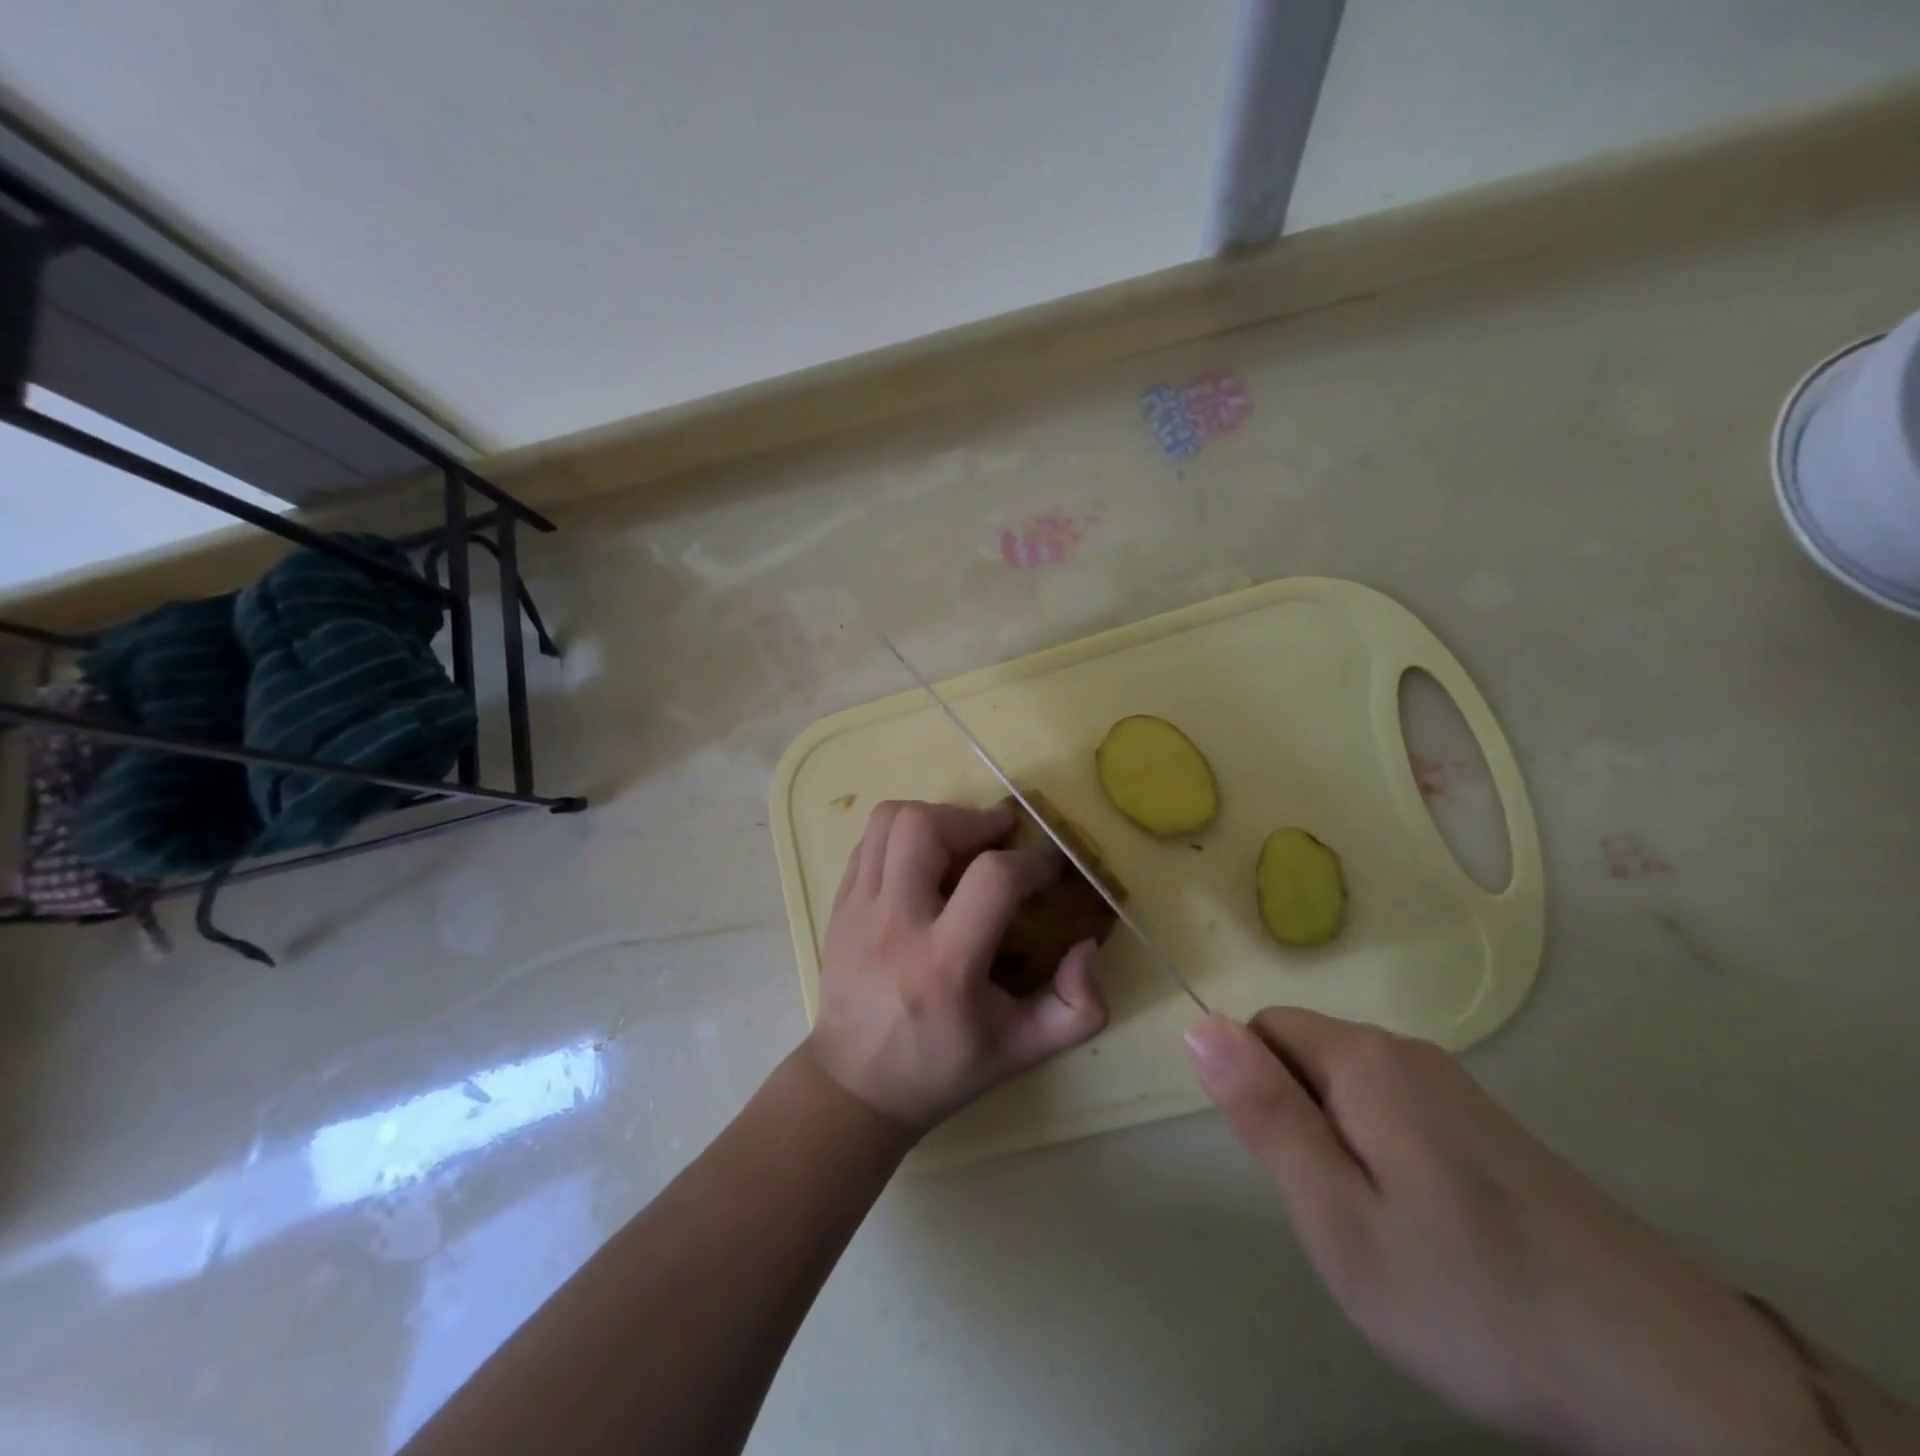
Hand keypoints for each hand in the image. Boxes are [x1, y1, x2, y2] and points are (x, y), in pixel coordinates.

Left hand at [806, 800, 1107, 1132]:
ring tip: (960, 841)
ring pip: (890, 820)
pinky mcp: (839, 905)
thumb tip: (1086, 944)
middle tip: (999, 837)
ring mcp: (858, 910)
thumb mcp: (1023, 1051)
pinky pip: (869, 840)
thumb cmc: (944, 1068)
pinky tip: (925, 860)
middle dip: (972, 820)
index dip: (1032, 862)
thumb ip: (1077, 1007)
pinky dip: (903, 835)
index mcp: (945, 965)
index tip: (1047, 869)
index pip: (992, 879)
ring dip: (935, 817)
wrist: (856, 1086)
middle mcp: (895, 925)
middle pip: (924, 827)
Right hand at [1186, 1011, 1836, 1455]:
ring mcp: (1455, 1087)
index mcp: (1364, 1058)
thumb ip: (1265, 1113)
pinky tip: (1431, 1234)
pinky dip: (1384, 1157)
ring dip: (1339, 1145)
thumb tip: (1198, 1025)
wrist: (1668, 1374)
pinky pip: (1396, 1113)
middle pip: (1306, 1055)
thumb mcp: (1337, 1217)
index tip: (1291, 1171)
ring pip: (1349, 1088)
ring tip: (1384, 1231)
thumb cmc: (1470, 1295)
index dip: (1255, 1093)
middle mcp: (1407, 1051)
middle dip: (1297, 1121)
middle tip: (1337, 1214)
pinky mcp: (1488, 1126)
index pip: (1262, 1029)